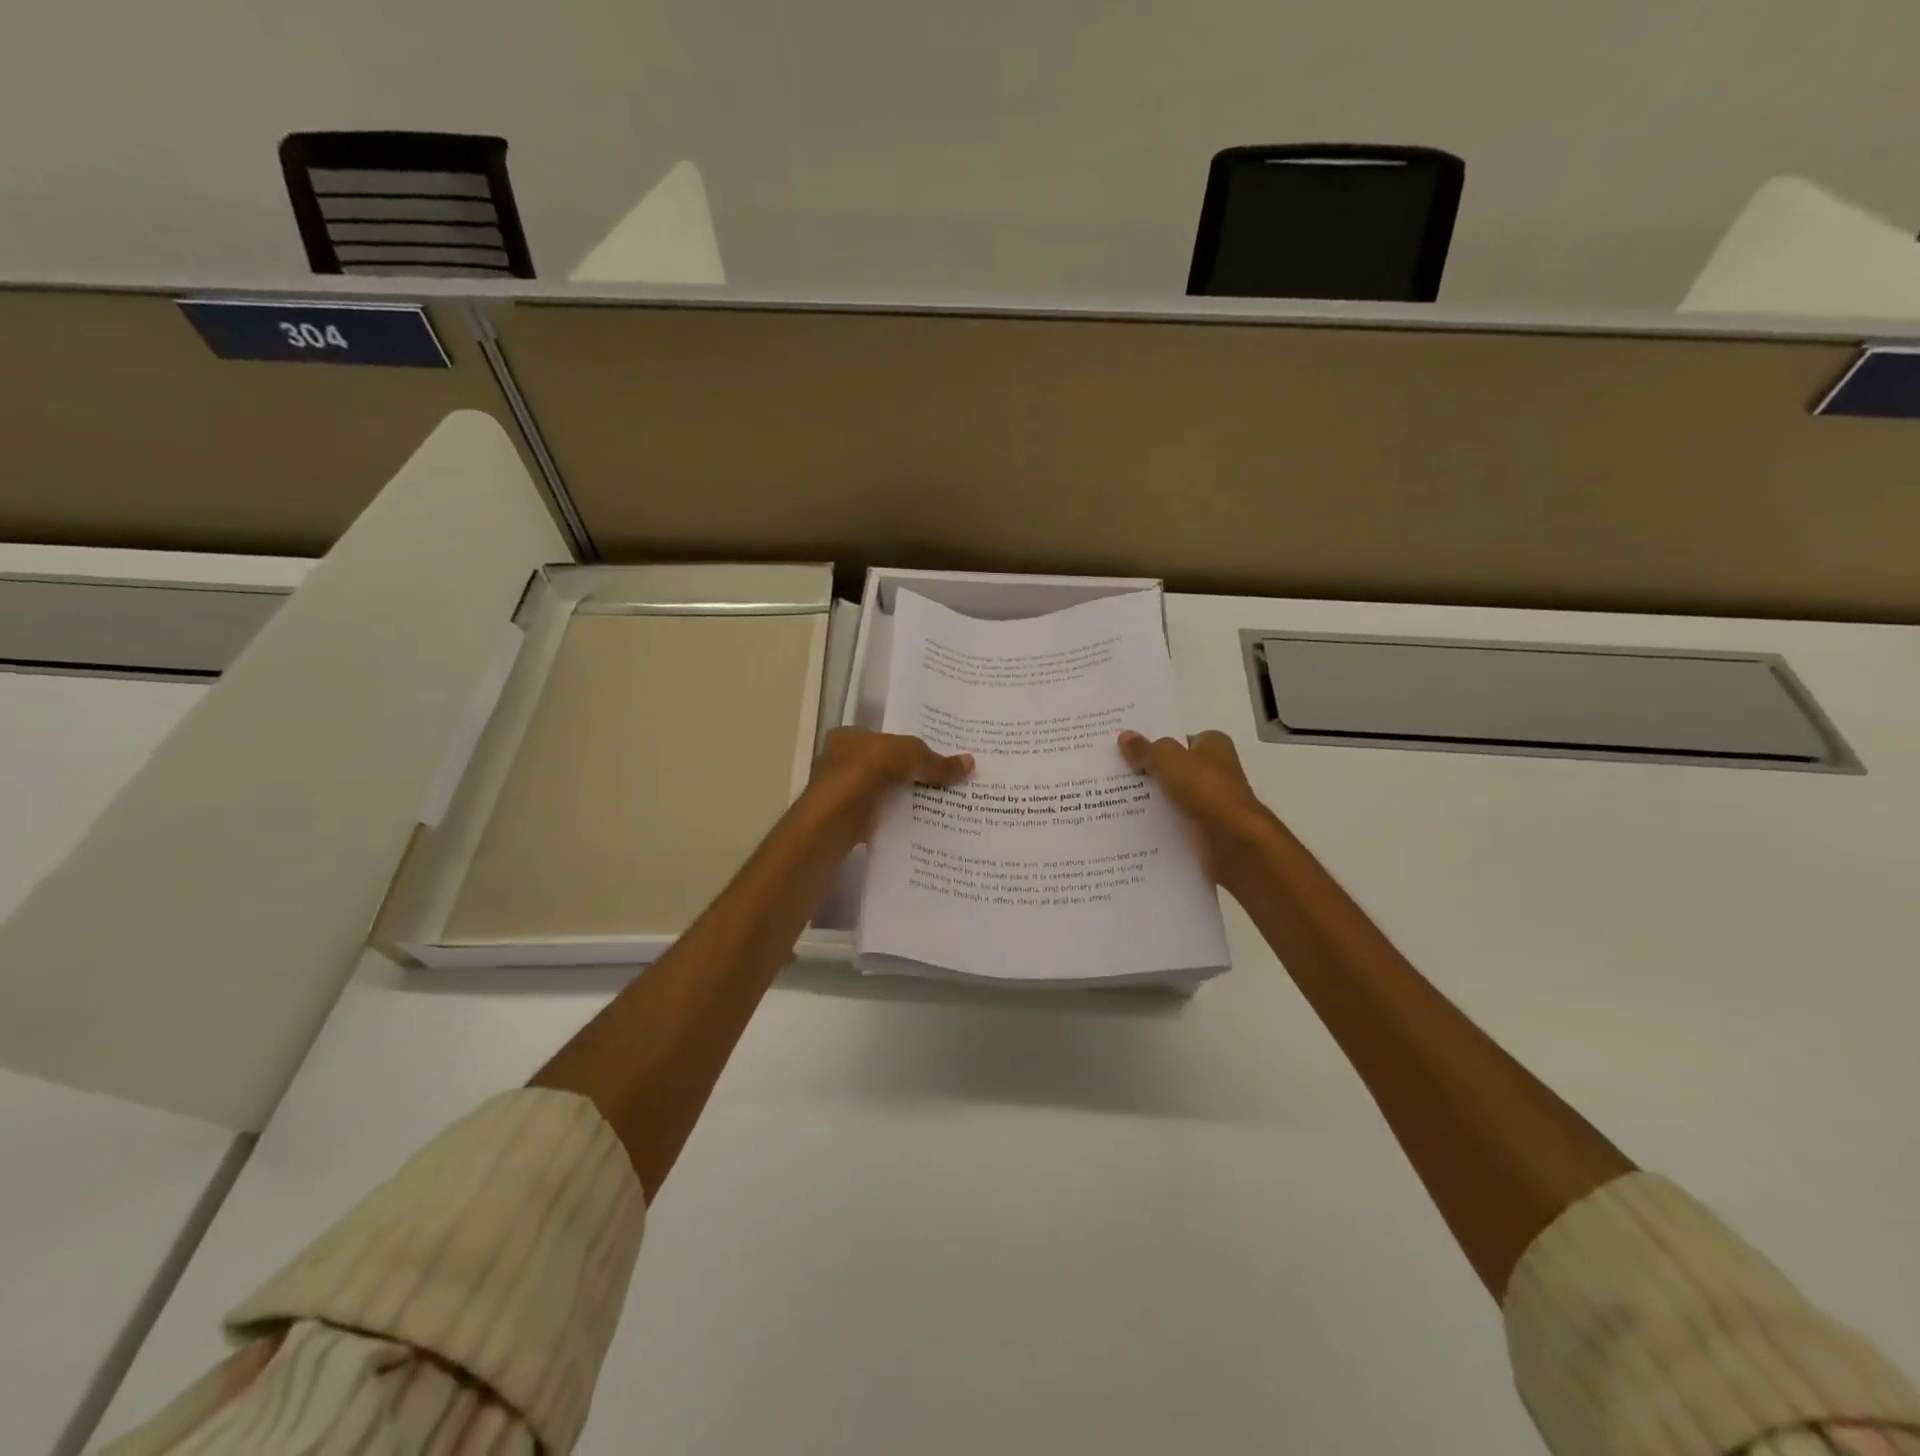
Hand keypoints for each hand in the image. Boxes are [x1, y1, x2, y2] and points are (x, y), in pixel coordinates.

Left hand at [801, 727, 973, 846]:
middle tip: (947, 781)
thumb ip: (936, 761)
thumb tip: (971, 763)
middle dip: (912, 774)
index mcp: (849, 737)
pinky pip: (881, 817)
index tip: (936, 757)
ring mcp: (843, 794)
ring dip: (906, 799)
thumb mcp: (908, 756)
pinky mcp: (848, 821)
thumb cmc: (863, 772)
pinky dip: (899, 820)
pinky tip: (923, 825)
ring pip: (884, 793)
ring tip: (943, 804)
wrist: (832, 821)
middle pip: (886, 765)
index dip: (909, 746)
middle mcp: (841, 762)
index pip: (883, 737)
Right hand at [1118, 729, 1276, 882]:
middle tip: (1113, 774)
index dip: (1156, 743)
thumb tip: (1125, 736)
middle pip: (1175, 768)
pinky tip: (1132, 825)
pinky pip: (1175, 822)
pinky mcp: (1206, 829)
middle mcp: (1216, 771)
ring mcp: (1211, 802)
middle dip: (1148, 772)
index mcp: (1214, 745)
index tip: (1126, 749)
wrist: (1233, 842)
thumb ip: (1146, 749)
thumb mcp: (1169, 760)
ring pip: (1172, 797)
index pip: (1181, 739)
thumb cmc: (1205, 790)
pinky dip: (1158, 824)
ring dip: (1150, 800)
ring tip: (1113, 800)